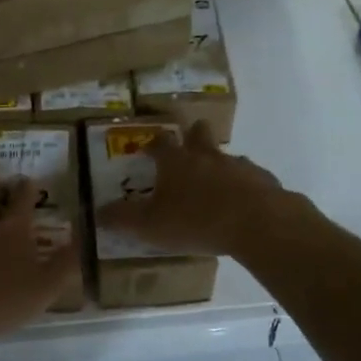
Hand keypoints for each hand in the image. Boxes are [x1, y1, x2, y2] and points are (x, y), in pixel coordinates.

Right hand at [97, 120, 291, 256]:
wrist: (258, 223)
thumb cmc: (196, 221)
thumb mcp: (150, 225)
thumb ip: (123, 219)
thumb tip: (96, 213)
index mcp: (176, 162)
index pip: (160, 143)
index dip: (153, 144)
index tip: (148, 148)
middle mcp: (207, 156)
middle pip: (199, 135)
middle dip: (193, 135)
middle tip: (189, 142)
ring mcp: (239, 166)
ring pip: (227, 157)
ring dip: (220, 165)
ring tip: (216, 183)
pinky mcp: (264, 181)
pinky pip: (251, 179)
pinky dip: (245, 187)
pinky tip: (244, 204)